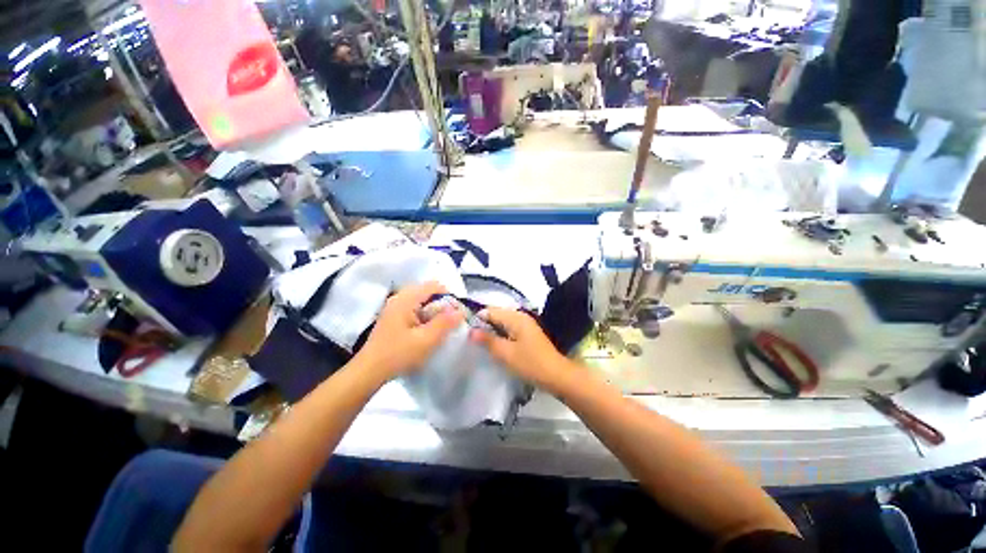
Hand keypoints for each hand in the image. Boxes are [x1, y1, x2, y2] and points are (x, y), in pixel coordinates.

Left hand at [356, 282, 463, 382]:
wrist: (369, 371)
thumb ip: (445, 323)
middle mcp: (399, 298)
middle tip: (449, 321)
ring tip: (440, 326)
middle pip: (428, 291)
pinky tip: (426, 329)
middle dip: (442, 304)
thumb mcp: (426, 340)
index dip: (449, 296)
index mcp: (405, 299)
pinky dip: (425, 315)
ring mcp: (395, 306)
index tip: (457, 313)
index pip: (434, 286)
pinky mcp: (394, 316)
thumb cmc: (398, 354)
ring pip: (422, 300)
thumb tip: (461, 310)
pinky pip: (415, 308)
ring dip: (434, 310)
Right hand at [469, 306, 569, 390]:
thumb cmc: (530, 363)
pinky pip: (509, 328)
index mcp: (515, 317)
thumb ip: (487, 340)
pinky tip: (495, 345)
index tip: (465, 331)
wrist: (556, 375)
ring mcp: (525, 324)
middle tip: (471, 339)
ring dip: (492, 330)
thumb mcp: (505, 353)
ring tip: (480, 343)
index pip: (490, 311)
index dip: (477, 319)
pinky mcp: (527, 333)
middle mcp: (520, 316)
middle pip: (496, 314)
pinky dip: (500, 334)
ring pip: (502, 322)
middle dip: (484, 325)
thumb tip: (470, 331)